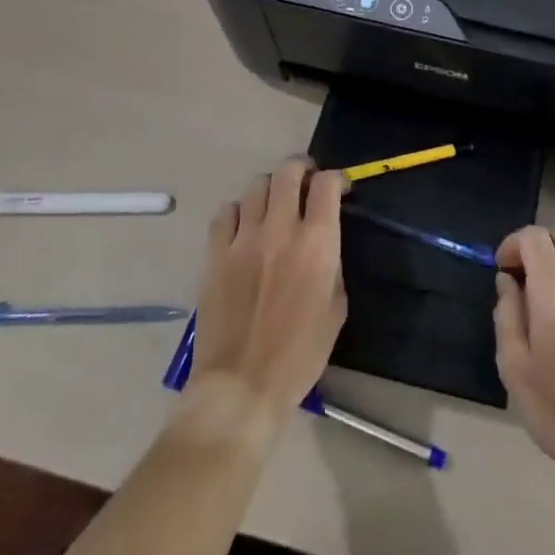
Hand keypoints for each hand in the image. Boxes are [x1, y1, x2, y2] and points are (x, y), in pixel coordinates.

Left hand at [188, 157, 347, 424]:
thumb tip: (324, 246)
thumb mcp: (336, 308)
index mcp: (317, 242)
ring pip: (256, 185)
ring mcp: (242, 239)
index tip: (339, 190)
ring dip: (271, 188)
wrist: (242, 385)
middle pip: (288, 171)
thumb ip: (332, 265)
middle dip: (302, 168)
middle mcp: (280, 229)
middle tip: (306, 182)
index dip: (336, 178)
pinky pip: (225, 212)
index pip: (326, 184)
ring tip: (274, 204)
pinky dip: (238, 211)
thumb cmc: (300, 354)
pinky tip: (243, 227)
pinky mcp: (215, 253)